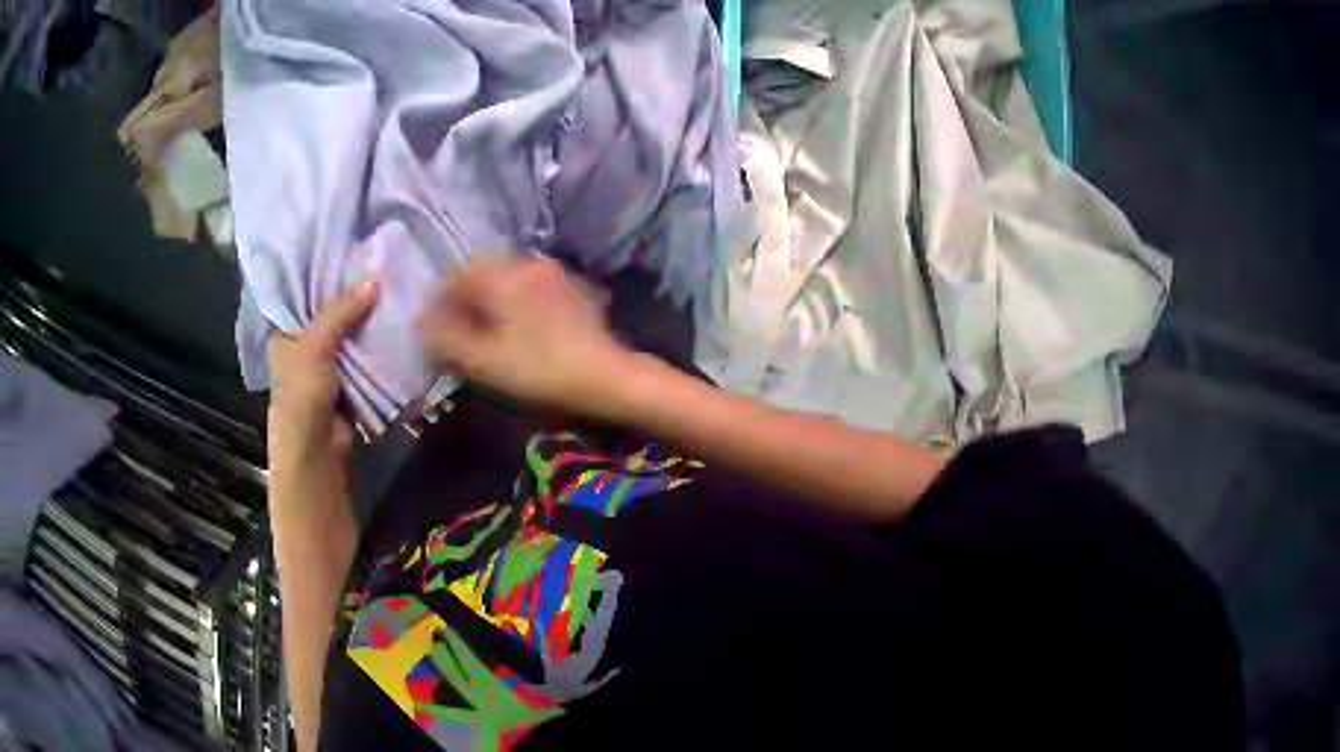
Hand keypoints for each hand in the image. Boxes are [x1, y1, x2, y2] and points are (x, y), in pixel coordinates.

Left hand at [267, 278, 377, 474]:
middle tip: (380, 264)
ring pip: (349, 333)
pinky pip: (364, 355)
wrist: (317, 451)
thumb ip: (341, 310)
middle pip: (330, 312)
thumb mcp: (315, 344)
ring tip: (393, 287)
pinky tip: (395, 322)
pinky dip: (377, 344)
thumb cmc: (301, 394)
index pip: (302, 293)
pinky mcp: (348, 382)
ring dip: (368, 320)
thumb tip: (374, 278)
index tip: (350, 250)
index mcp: (284, 332)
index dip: (323, 273)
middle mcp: (303, 344)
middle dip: (352, 295)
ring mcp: (327, 364)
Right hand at [418, 258, 630, 417]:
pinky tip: (522, 331)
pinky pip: (534, 289)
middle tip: (460, 332)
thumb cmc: (539, 369)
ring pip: (509, 280)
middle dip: (466, 300)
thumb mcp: (483, 360)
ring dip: (492, 301)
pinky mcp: (575, 290)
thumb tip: (420, 323)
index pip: (456, 275)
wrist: (606, 376)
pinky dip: (518, 304)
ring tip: (488, 334)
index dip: (439, 301)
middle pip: (483, 273)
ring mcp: (556, 274)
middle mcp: (528, 264)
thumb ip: (445, 339)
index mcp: (502, 275)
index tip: (435, 329)